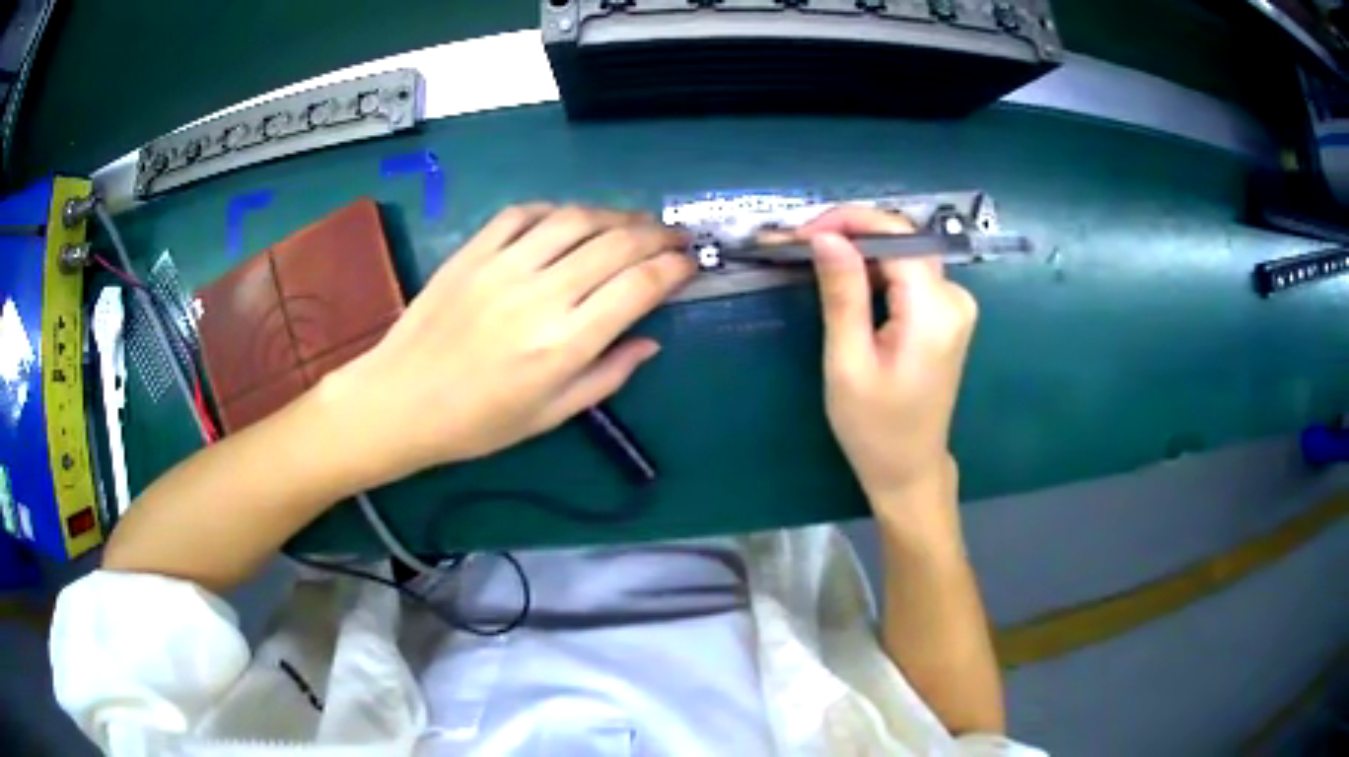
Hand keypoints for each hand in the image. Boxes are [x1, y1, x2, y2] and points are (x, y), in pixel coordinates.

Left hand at [322, 205, 694, 484]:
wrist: (400, 401)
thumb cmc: (478, 423)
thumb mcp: (551, 416)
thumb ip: (607, 376)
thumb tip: (651, 340)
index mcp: (565, 344)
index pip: (639, 287)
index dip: (674, 269)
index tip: (690, 265)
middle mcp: (541, 295)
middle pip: (617, 244)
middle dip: (658, 235)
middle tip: (675, 237)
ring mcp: (503, 266)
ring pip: (576, 219)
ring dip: (615, 215)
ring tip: (633, 223)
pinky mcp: (473, 251)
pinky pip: (524, 213)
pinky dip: (557, 210)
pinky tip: (570, 220)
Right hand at [797, 207, 977, 515]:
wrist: (909, 469)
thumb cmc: (874, 428)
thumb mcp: (848, 362)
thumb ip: (842, 294)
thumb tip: (826, 237)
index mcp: (934, 310)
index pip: (896, 235)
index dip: (848, 221)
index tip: (802, 234)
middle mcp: (955, 298)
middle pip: (903, 239)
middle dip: (851, 233)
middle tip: (800, 245)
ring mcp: (956, 305)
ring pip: (904, 253)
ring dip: (860, 251)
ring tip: (814, 260)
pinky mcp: (947, 314)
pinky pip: (909, 274)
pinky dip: (875, 270)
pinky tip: (846, 281)